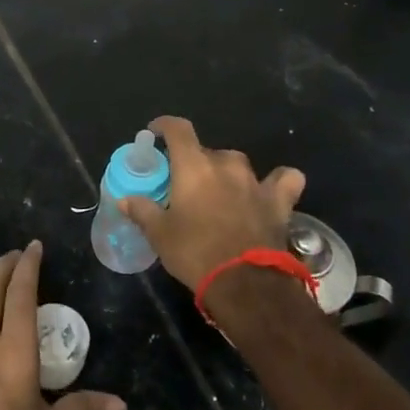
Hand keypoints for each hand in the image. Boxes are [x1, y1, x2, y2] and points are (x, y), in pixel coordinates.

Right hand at [118, 116, 306, 291]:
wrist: (245, 283)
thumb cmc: (195, 253)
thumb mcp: (160, 235)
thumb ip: (143, 211)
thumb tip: (125, 199)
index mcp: (193, 167)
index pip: (178, 130)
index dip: (164, 126)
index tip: (155, 132)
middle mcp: (225, 165)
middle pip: (206, 151)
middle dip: (193, 163)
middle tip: (184, 186)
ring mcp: (255, 181)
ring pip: (237, 164)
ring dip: (226, 173)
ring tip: (219, 194)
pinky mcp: (279, 201)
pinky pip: (283, 180)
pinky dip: (277, 182)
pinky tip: (268, 192)